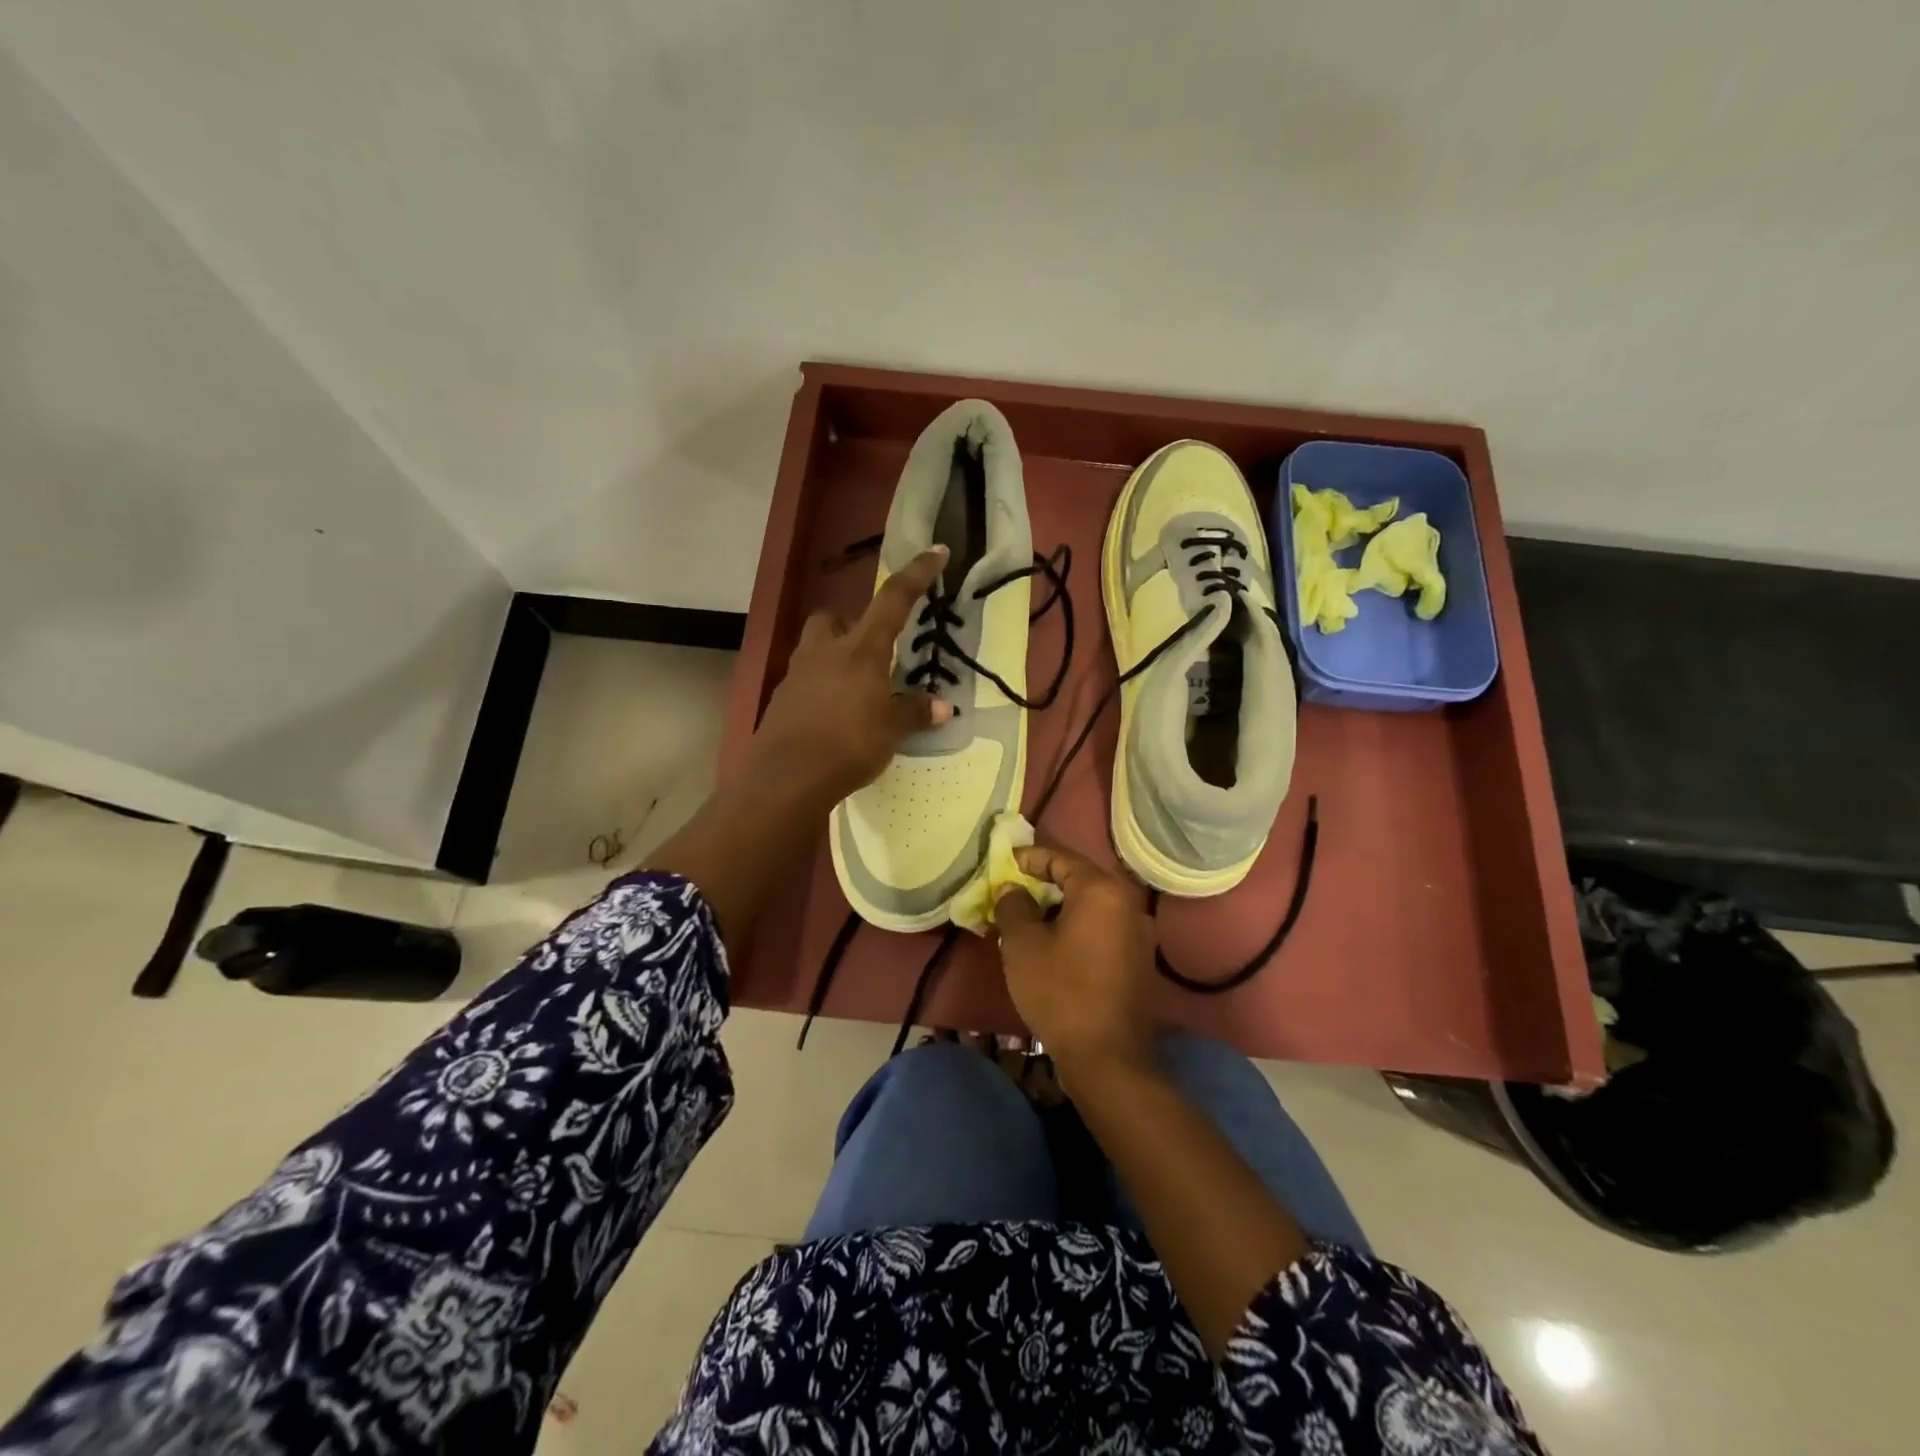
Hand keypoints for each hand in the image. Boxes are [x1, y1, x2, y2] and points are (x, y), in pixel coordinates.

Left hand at [752, 546, 953, 803]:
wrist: (787, 776)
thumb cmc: (849, 744)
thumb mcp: (891, 731)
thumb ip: (915, 713)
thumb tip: (944, 708)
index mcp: (860, 649)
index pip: (893, 601)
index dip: (916, 574)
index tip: (935, 552)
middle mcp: (825, 651)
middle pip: (833, 618)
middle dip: (850, 625)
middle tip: (871, 650)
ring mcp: (797, 674)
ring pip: (815, 648)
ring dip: (834, 656)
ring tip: (855, 688)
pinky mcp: (782, 700)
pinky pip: (805, 681)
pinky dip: (820, 688)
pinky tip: (833, 715)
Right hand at [994, 843, 1157, 1086]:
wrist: (1107, 1057)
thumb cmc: (1060, 991)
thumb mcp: (1023, 945)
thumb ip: (1014, 906)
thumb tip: (1012, 889)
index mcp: (1102, 891)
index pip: (1061, 857)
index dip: (1030, 857)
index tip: (1005, 863)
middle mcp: (1127, 903)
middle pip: (1080, 879)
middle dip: (1044, 882)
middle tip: (1013, 890)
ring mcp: (1139, 933)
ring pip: (1092, 905)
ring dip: (1061, 906)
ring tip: (1029, 918)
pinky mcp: (1139, 960)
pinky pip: (1103, 928)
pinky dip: (1077, 927)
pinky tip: (1054, 943)